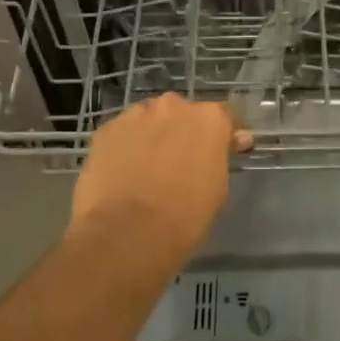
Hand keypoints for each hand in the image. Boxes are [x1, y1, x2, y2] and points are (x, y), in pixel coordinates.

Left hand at [70, 95, 253, 268]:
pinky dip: (126, 147)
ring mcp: (135, 115)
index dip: (225, 134)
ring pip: (149, 120)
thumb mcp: (218, 187)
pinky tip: (123, 173)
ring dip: (153, 137)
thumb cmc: (186, 216)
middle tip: (182, 161)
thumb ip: (221, 156)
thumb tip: (234, 140)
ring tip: (147, 168)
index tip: (226, 149)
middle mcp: (173, 106)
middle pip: (183, 114)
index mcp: (208, 118)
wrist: (128, 233)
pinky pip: (123, 134)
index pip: (225, 116)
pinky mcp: (105, 130)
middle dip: (184, 132)